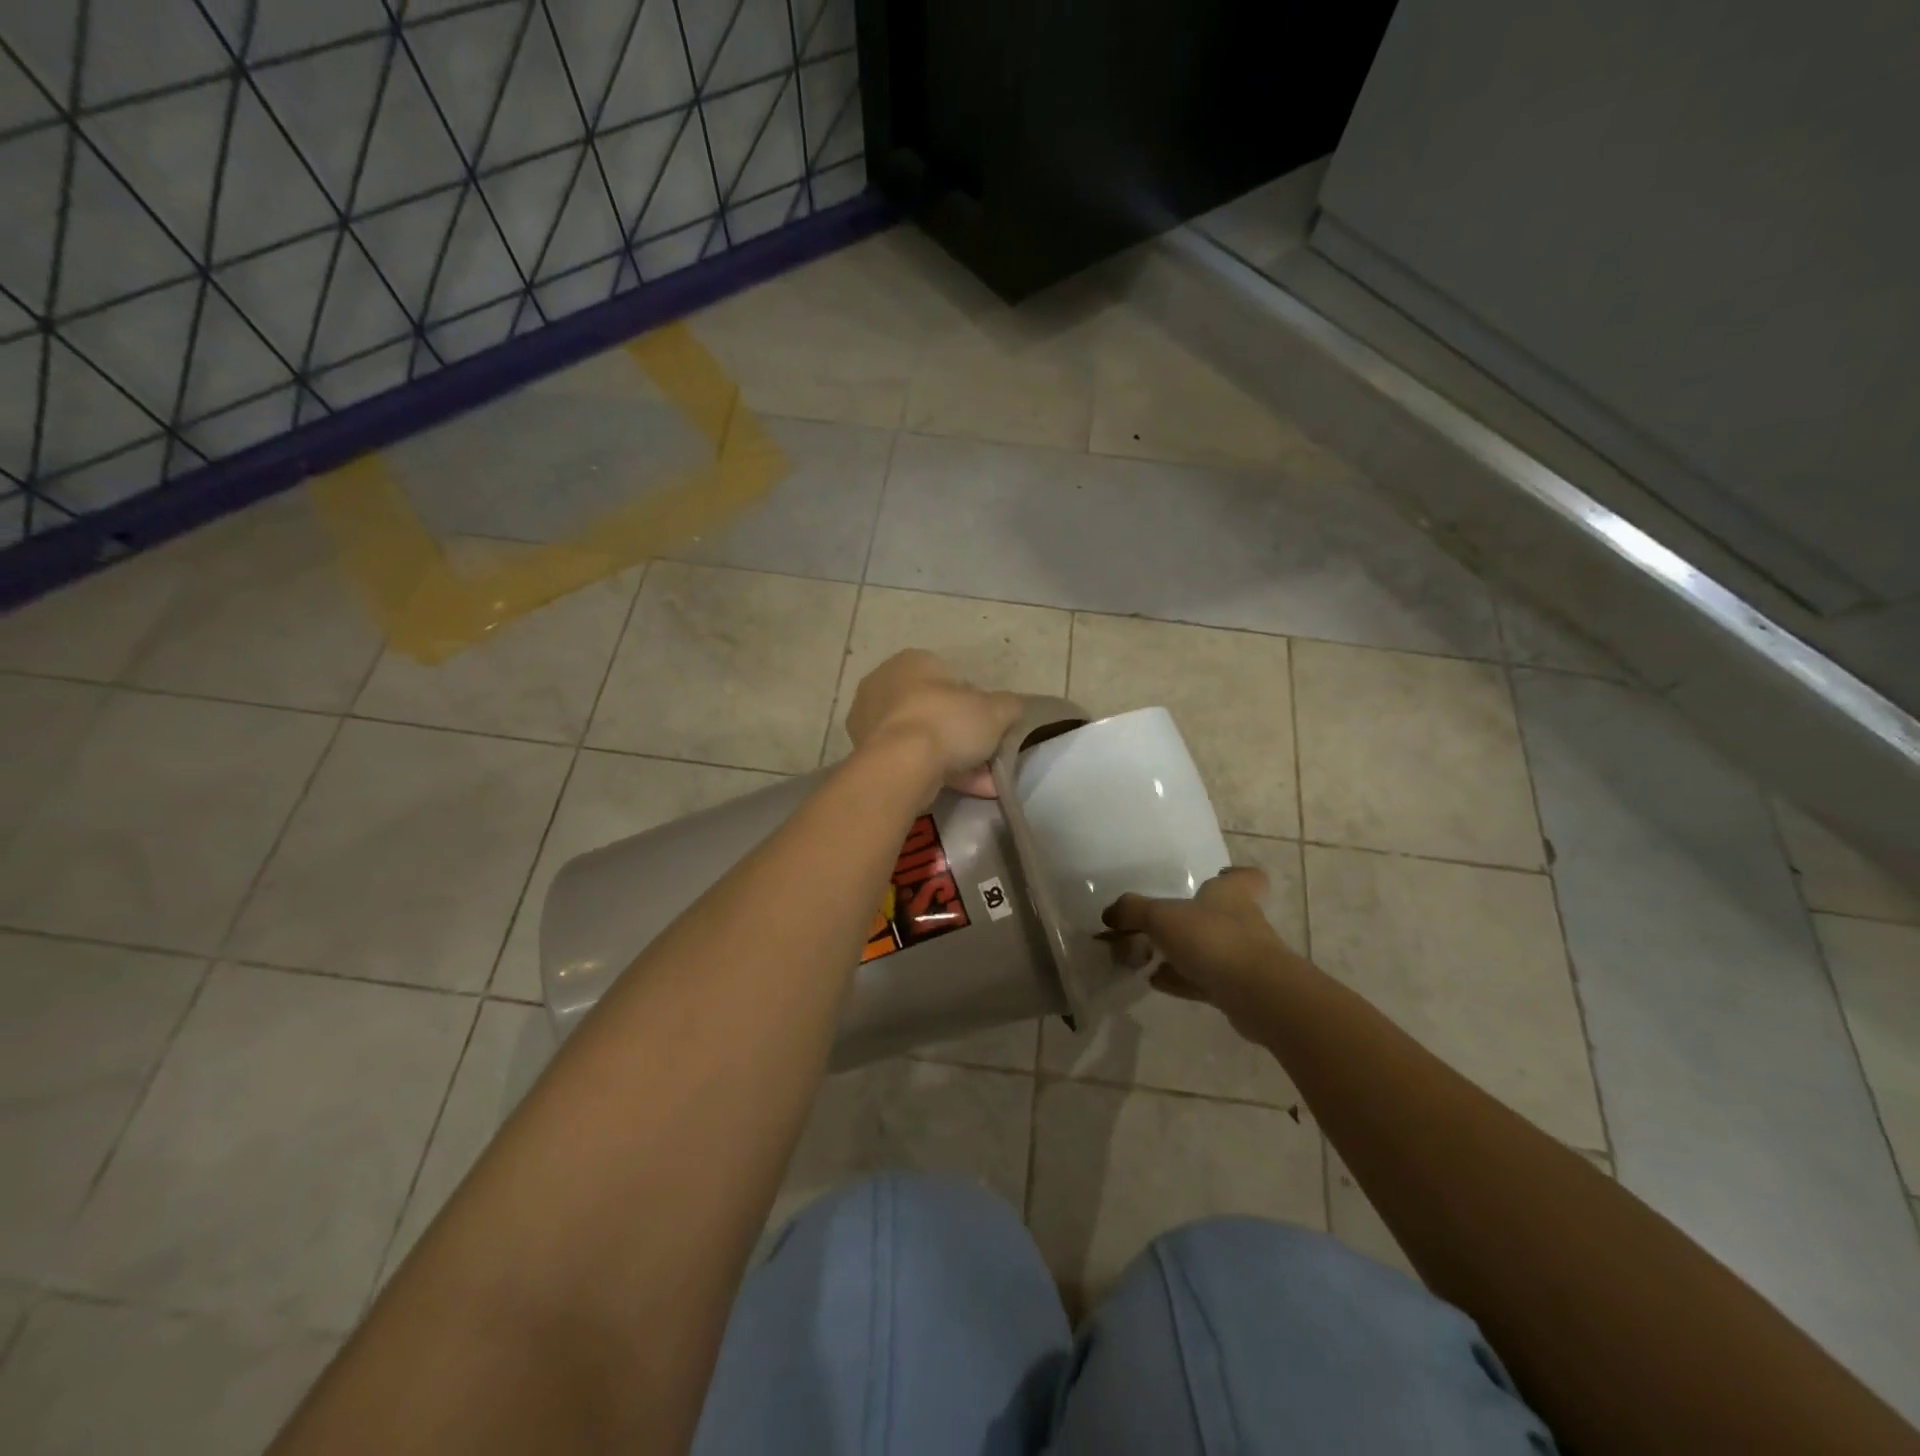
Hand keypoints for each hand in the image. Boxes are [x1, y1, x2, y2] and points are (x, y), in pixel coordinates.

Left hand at [847, 650, 1024, 796]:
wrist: (899, 766)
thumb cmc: (947, 722)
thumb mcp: (995, 711)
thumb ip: (1009, 705)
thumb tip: (1013, 706)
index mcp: (912, 661)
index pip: (949, 677)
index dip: (974, 702)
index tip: (989, 726)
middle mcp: (883, 684)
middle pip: (934, 709)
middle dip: (962, 734)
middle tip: (986, 755)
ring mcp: (869, 721)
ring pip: (922, 738)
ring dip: (953, 759)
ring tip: (983, 782)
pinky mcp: (864, 754)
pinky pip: (909, 760)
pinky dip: (935, 773)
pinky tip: (965, 790)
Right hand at [1103, 867, 1298, 1037]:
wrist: (1256, 995)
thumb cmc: (1212, 939)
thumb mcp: (1161, 917)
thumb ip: (1133, 911)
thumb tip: (1110, 913)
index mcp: (1231, 894)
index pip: (1245, 877)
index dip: (1233, 876)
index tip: (1217, 877)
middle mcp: (1242, 922)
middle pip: (1220, 915)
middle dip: (1192, 920)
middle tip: (1160, 925)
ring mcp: (1243, 958)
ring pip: (1210, 949)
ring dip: (1183, 953)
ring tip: (1147, 957)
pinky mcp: (1239, 990)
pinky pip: (1204, 980)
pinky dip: (1181, 980)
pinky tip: (1156, 981)